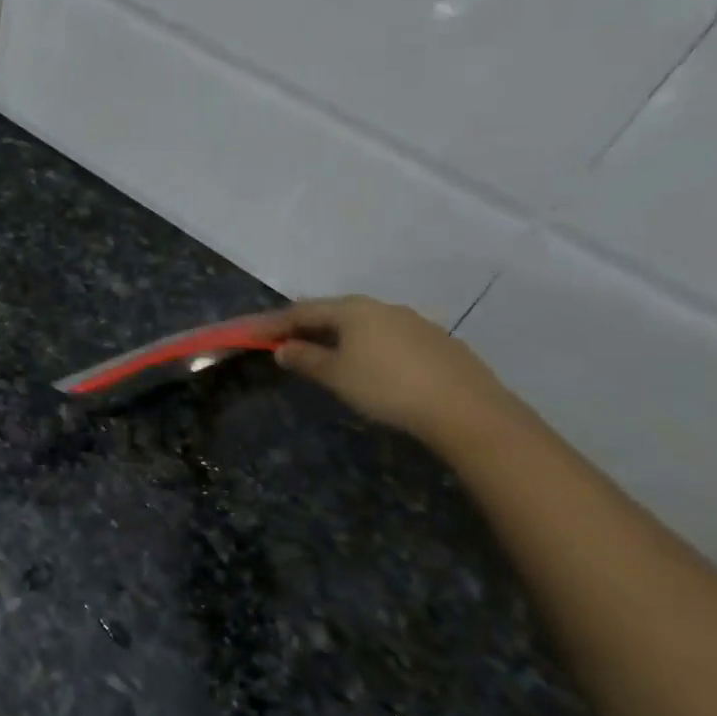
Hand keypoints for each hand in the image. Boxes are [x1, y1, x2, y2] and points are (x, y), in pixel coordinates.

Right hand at [255, 296, 519, 446]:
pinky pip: (387, 336)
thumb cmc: (387, 388)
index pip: (303, 310)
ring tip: (323, 352)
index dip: (275, 322)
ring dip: (337, 335)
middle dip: (306, 325)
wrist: (464, 408)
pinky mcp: (435, 341)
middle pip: (334, 311)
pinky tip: (369, 365)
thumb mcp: (336, 376)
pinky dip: (365, 345)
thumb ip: (306, 359)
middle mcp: (382, 307)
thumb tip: (283, 348)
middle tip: (285, 340)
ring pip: (363, 323)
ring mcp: (413, 322)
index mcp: (353, 309)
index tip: (252, 332)